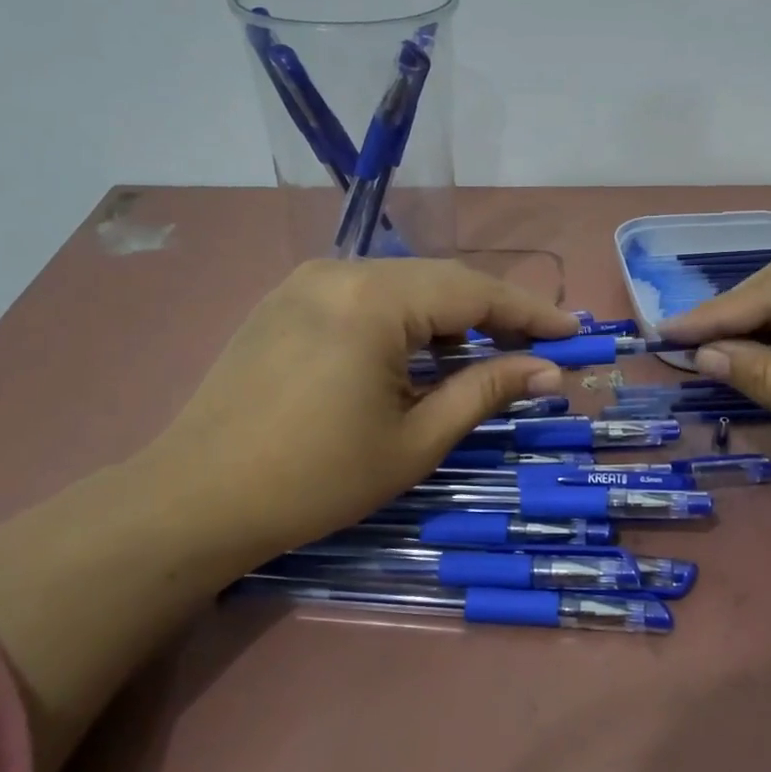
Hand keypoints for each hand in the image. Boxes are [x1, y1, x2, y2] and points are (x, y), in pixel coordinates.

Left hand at [131, 258, 577, 566]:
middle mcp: (341, 270)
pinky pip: (367, 296)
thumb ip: (486, 391)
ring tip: (488, 353)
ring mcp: (307, 280)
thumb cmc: (316, 479)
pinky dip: (408, 319)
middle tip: (539, 348)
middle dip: (495, 313)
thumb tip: (548, 371)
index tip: (575, 333)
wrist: (195, 501)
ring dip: (451, 317)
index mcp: (374, 299)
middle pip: (441, 281)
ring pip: (404, 286)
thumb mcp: (415, 439)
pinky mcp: (286, 300)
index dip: (532, 313)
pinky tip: (422, 353)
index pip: (475, 292)